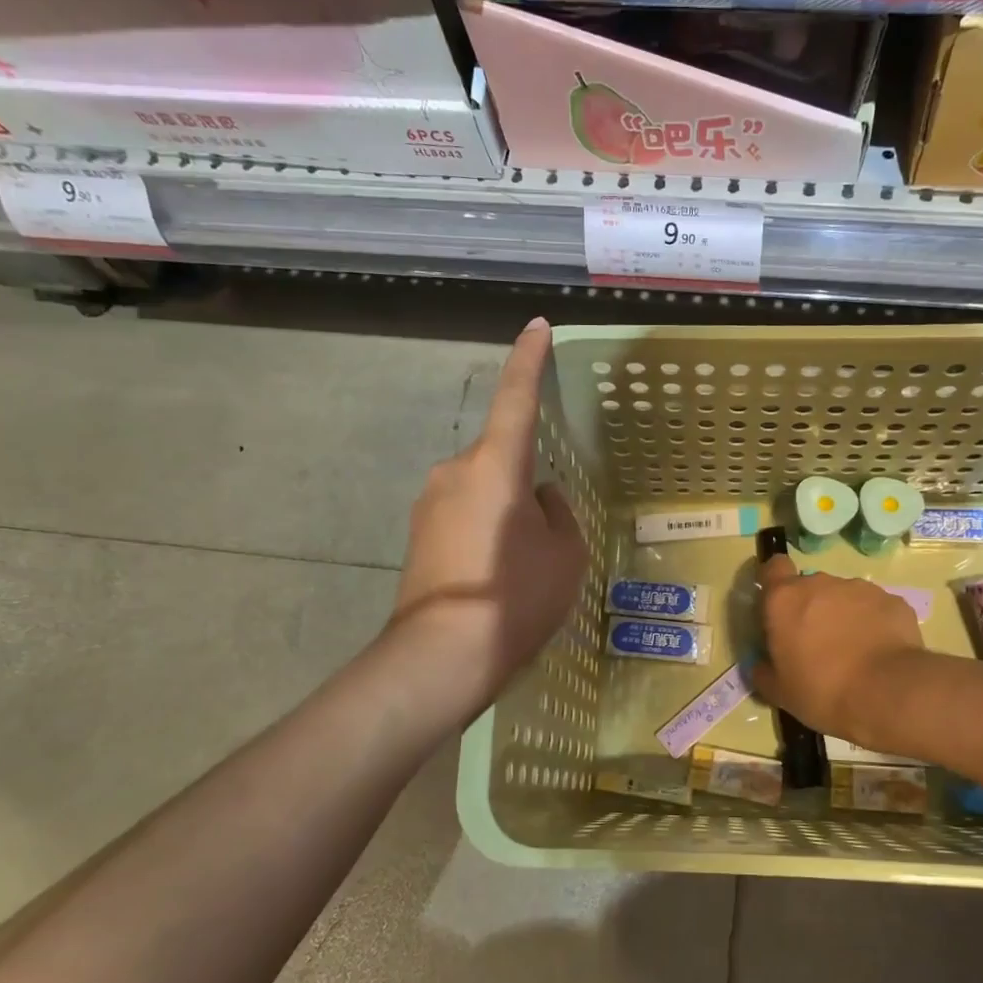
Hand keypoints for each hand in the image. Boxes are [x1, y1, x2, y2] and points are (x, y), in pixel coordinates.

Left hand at [390, 318, 585, 703]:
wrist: (442, 655)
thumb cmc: (516, 596)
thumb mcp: (565, 555)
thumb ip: (557, 513)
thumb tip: (539, 498)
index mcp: (495, 465)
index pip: (516, 398)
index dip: (528, 360)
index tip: (535, 327)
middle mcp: (455, 471)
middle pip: (500, 457)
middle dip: (525, 481)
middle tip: (548, 534)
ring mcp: (429, 502)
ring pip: (482, 489)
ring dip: (504, 511)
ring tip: (522, 566)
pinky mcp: (417, 533)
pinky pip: (463, 515)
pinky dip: (484, 532)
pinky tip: (495, 576)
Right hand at [751, 555, 925, 748]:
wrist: (887, 694)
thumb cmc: (821, 690)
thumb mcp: (778, 692)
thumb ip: (763, 671)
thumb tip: (762, 664)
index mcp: (784, 600)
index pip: (773, 567)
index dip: (774, 582)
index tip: (777, 606)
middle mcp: (820, 584)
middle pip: (809, 586)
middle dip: (810, 608)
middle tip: (816, 644)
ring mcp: (859, 589)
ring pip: (843, 596)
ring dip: (842, 615)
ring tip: (853, 651)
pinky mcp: (892, 600)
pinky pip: (874, 608)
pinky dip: (873, 624)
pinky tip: (879, 652)